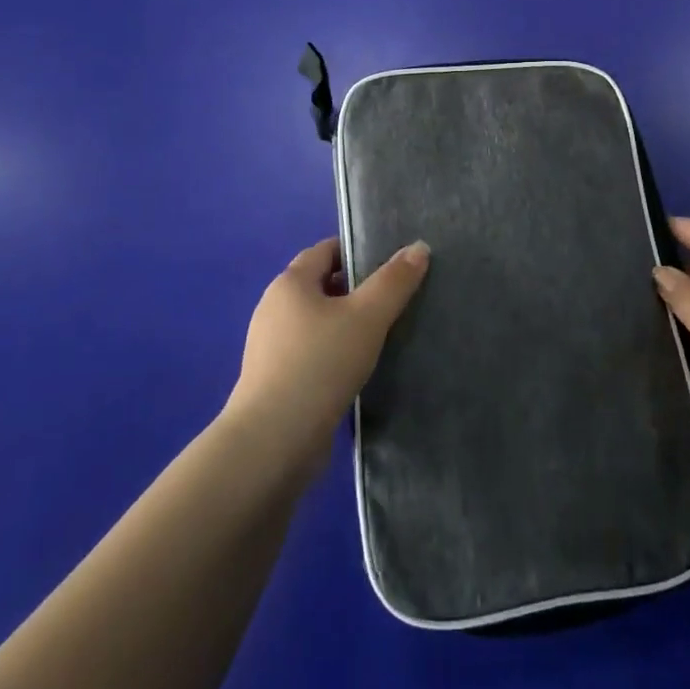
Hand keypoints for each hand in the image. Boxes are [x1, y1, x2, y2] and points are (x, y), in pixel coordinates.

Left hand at [225, 237, 429, 458]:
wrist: (274, 440)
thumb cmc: (320, 364)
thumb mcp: (367, 317)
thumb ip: (394, 281)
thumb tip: (419, 247)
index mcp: (290, 283)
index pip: (325, 250)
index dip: (357, 251)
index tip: (391, 264)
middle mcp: (273, 308)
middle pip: (320, 285)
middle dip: (355, 289)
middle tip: (394, 299)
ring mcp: (270, 347)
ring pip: (316, 322)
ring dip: (345, 324)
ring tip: (382, 335)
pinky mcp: (274, 380)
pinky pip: (310, 353)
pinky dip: (333, 353)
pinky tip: (357, 369)